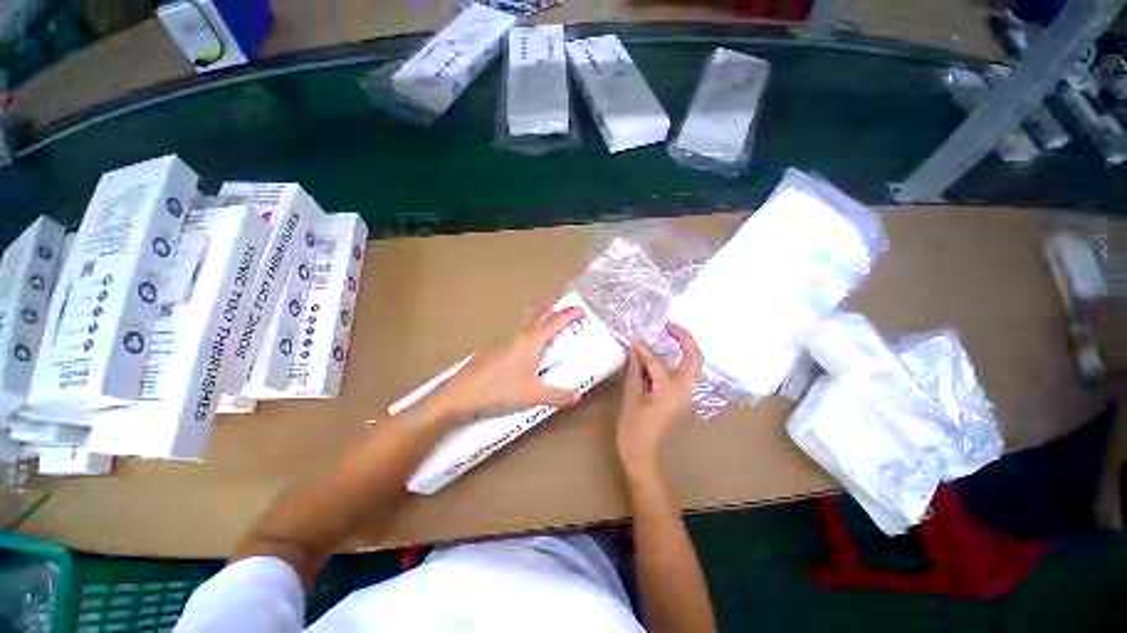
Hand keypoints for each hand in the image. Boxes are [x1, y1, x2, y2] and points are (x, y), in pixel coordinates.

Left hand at [428, 303, 585, 421]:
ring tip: (542, 320)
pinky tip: (521, 348)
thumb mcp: (532, 395)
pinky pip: (512, 336)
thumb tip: (577, 396)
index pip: (552, 322)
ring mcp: (500, 343)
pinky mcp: (490, 352)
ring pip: (521, 323)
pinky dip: (522, 333)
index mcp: (528, 342)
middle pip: (533, 313)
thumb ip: (556, 395)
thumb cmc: (499, 389)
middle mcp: (515, 336)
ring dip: (534, 317)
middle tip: (557, 300)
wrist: (462, 392)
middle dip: (547, 305)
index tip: (580, 308)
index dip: (568, 314)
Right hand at [616, 323, 702, 473]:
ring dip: (684, 350)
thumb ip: (635, 372)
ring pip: (693, 366)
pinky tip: (661, 360)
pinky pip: (685, 375)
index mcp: (670, 391)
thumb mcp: (631, 399)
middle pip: (694, 358)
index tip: (635, 340)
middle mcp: (684, 390)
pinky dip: (677, 362)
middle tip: (668, 326)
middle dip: (685, 339)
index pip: (658, 362)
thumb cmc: (634, 429)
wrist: (643, 454)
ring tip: (667, 339)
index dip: (645, 350)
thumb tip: (636, 351)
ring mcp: (686, 395)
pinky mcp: (682, 399)